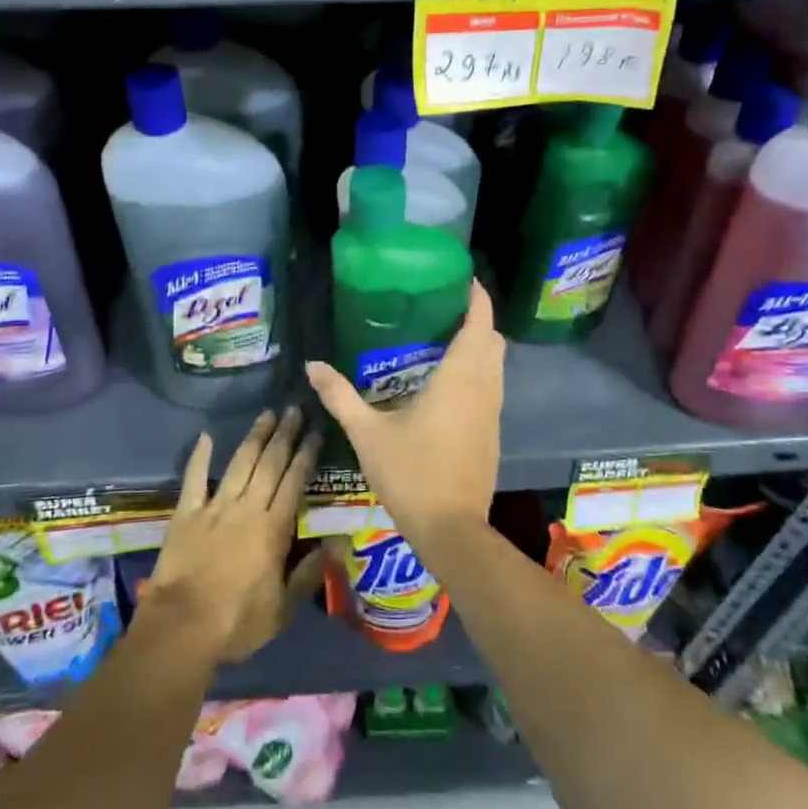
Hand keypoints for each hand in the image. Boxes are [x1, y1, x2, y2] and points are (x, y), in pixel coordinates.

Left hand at [144, 408, 324, 663]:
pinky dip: (200, 456)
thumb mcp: (283, 609)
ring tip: (267, 414)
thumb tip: (336, 544)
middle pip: (270, 463)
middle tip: (294, 409)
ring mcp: (215, 507)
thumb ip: (309, 574)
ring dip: (255, 437)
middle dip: (285, 435)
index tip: (315, 432)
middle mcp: (247, 508)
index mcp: (274, 528)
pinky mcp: (186, 513)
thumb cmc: (237, 622)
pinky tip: (206, 436)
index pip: (294, 482)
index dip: (306, 455)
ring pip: (240, 463)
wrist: (182, 627)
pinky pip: (195, 478)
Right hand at [304, 280, 502, 547]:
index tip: (463, 279)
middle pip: (493, 340)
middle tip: (443, 307)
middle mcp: (484, 388)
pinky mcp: (492, 432)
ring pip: (496, 365)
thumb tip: (311, 364)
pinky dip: (478, 370)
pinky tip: (447, 381)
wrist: (452, 529)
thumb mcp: (367, 433)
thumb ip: (340, 395)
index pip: (480, 323)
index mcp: (460, 378)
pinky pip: (492, 386)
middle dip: (476, 318)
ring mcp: (493, 412)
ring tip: (443, 336)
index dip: (477, 297)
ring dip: (479, 345)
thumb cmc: (411, 473)